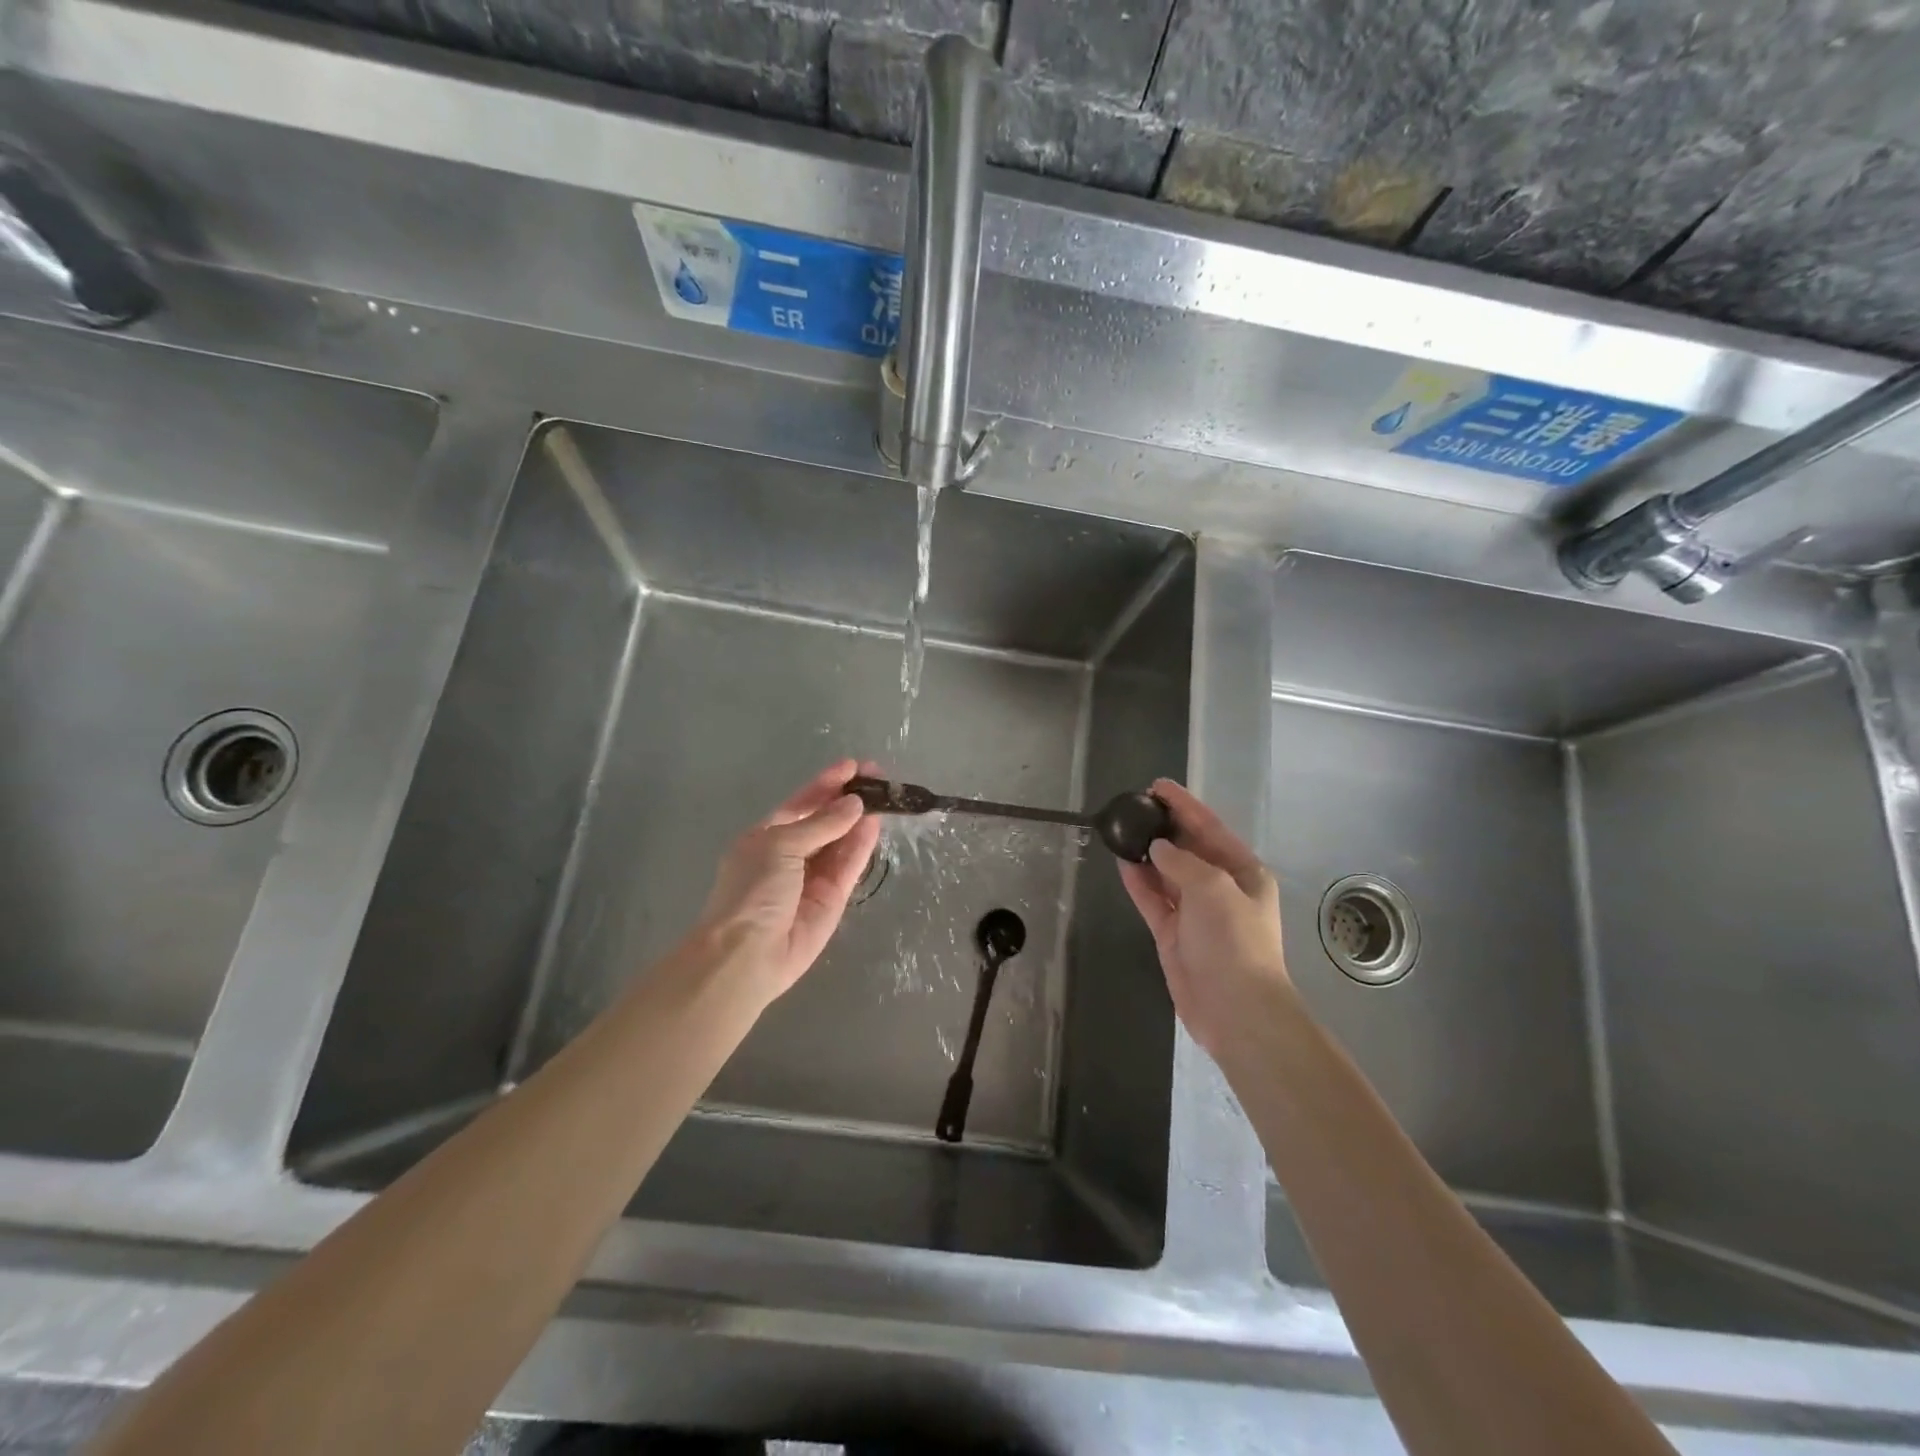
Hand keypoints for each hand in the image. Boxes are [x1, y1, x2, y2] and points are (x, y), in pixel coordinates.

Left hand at [693, 759, 881, 1001]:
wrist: (748, 954)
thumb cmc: (752, 890)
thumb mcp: (780, 845)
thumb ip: (821, 824)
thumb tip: (854, 804)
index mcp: (767, 836)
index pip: (802, 803)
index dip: (826, 784)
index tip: (853, 766)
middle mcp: (790, 854)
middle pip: (825, 821)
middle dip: (847, 799)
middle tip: (877, 777)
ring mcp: (813, 877)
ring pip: (841, 841)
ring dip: (860, 819)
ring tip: (884, 796)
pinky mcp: (833, 899)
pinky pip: (850, 866)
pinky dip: (862, 845)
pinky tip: (876, 824)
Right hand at [1118, 779, 1291, 1058]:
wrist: (1234, 1009)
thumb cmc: (1233, 941)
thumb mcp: (1213, 889)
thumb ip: (1182, 862)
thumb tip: (1156, 847)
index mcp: (1244, 873)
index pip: (1210, 829)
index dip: (1184, 805)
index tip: (1157, 785)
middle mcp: (1221, 888)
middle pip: (1188, 849)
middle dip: (1164, 827)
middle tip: (1134, 806)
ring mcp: (1196, 912)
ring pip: (1167, 873)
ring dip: (1147, 853)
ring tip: (1121, 829)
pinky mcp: (1174, 934)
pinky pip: (1153, 899)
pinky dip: (1139, 882)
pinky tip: (1121, 863)